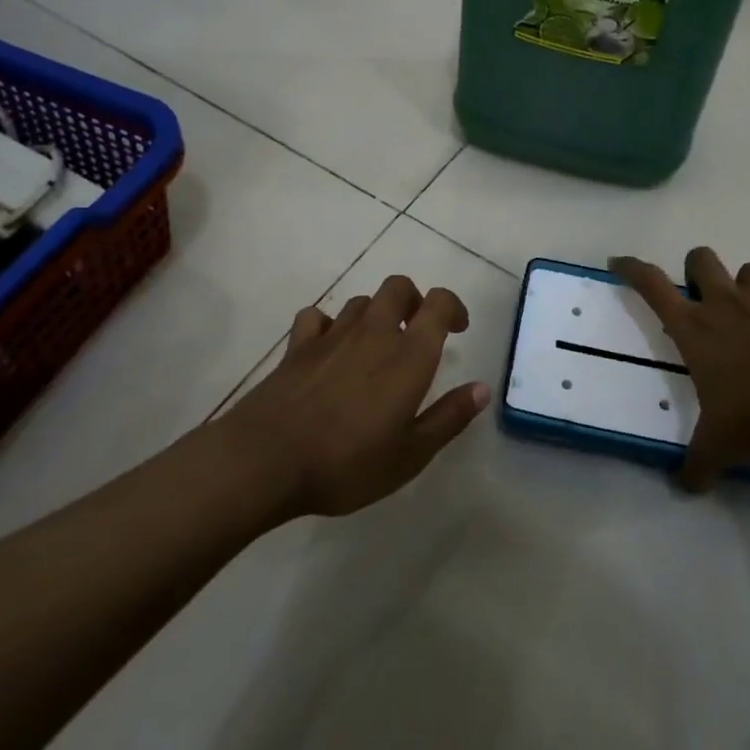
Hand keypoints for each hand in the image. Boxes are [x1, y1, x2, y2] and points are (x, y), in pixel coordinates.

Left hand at [221, 275, 488, 518]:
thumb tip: (482, 388)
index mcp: (409, 355)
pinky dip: (328, 325)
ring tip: (376, 345)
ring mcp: (332, 335)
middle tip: (417, 330)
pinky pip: (316, 317)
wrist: (267, 459)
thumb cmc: (348, 462)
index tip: (457, 329)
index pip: (438, 303)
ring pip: (361, 301)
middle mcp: (374, 333)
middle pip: (398, 287)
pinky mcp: (298, 346)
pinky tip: (328, 347)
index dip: (452, 307)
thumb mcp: (411, 454)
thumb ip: (449, 417)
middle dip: (413, 300)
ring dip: (375, 314)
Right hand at [611, 247, 749, 491]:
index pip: (650, 284)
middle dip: (697, 268)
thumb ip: (697, 464)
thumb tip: (684, 488)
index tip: (618, 262)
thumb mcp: (718, 445)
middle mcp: (724, 302)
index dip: (631, 268)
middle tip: (702, 296)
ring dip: (747, 285)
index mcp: (693, 327)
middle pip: (701, 258)